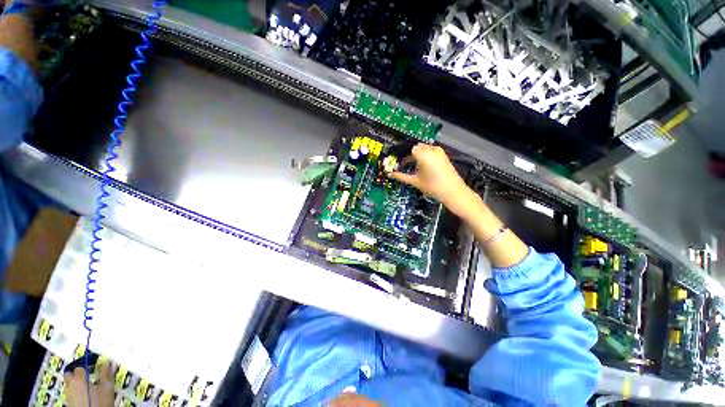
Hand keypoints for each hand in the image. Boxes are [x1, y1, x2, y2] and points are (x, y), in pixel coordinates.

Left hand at [64, 362, 115, 406]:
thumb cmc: (101, 402)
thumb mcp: (107, 387)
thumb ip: (105, 373)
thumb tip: (106, 362)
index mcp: (78, 379)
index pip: (79, 367)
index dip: (87, 365)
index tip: (94, 365)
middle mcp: (69, 385)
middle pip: (70, 375)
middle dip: (77, 373)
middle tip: (87, 374)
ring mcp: (68, 395)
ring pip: (69, 384)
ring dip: (76, 382)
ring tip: (87, 385)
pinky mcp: (69, 403)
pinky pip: (70, 393)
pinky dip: (75, 391)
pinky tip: (84, 395)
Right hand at [389, 144, 478, 217]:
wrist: (453, 191)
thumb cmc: (432, 186)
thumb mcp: (415, 181)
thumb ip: (401, 176)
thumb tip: (390, 174)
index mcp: (423, 153)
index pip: (410, 150)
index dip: (404, 157)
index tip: (400, 165)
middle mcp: (431, 149)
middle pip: (417, 148)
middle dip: (411, 156)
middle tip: (406, 166)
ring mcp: (439, 152)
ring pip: (425, 149)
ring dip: (418, 156)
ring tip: (415, 167)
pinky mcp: (444, 156)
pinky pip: (431, 152)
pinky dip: (426, 156)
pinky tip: (424, 167)